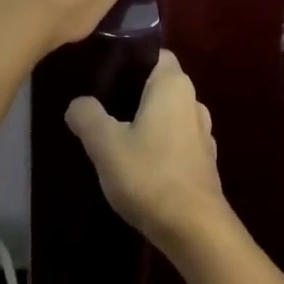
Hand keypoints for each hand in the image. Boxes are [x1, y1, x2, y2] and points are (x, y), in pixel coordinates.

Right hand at [66, 50, 227, 253]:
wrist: (194, 229)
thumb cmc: (149, 174)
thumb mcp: (104, 143)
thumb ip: (87, 116)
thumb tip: (78, 104)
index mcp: (173, 85)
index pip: (154, 55)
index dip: (130, 61)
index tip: (105, 76)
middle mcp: (193, 101)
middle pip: (159, 86)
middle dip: (133, 95)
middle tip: (102, 110)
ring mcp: (203, 133)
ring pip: (168, 116)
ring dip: (147, 124)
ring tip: (117, 140)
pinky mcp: (205, 162)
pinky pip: (176, 141)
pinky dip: (159, 147)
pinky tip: (139, 166)